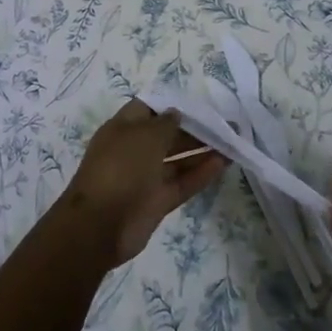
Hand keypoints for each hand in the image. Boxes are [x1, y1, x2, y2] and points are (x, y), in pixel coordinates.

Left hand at [56, 101, 228, 265]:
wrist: (100, 225)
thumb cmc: (121, 167)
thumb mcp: (145, 136)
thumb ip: (166, 123)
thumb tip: (177, 113)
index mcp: (123, 128)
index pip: (149, 109)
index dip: (171, 105)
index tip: (199, 105)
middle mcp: (134, 150)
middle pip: (167, 135)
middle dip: (194, 129)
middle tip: (225, 124)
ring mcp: (146, 177)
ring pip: (178, 160)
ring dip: (202, 151)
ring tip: (231, 141)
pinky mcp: (157, 201)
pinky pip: (182, 182)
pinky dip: (201, 173)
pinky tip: (224, 163)